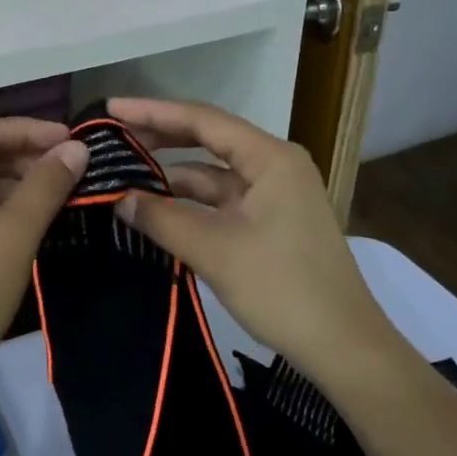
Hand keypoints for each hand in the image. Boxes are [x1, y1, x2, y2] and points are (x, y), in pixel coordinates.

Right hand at [108, 98, 399, 387]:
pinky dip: (190, 203)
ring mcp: (275, 194)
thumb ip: (162, 219)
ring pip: (213, 173)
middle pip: (209, 139)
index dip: (154, 111)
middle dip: (161, 136)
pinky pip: (222, 200)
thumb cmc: (283, 289)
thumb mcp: (215, 251)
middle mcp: (274, 165)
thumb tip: (118, 198)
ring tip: (125, 175)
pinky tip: (157, 209)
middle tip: (113, 135)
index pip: (203, 120)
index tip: (112, 107)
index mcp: (270, 158)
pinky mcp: (271, 222)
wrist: (344, 348)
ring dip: (173, 175)